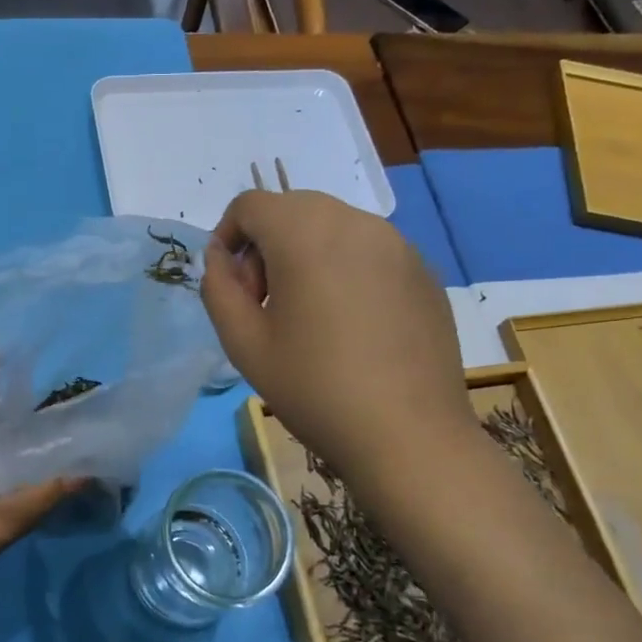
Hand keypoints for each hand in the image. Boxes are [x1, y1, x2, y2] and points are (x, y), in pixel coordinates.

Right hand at [201, 191, 474, 484]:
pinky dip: (346, 269)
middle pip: (292, 209)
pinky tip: (353, 326)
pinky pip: (369, 251)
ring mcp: (397, 244)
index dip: (228, 238)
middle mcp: (354, 222)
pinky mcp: (423, 270)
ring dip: (306, 254)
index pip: (250, 205)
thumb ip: (218, 287)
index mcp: (304, 232)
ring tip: (311, 316)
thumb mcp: (243, 342)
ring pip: (333, 227)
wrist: (409, 437)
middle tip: (268, 305)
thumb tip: (220, 256)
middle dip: (267, 246)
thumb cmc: (314, 388)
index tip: (234, 289)